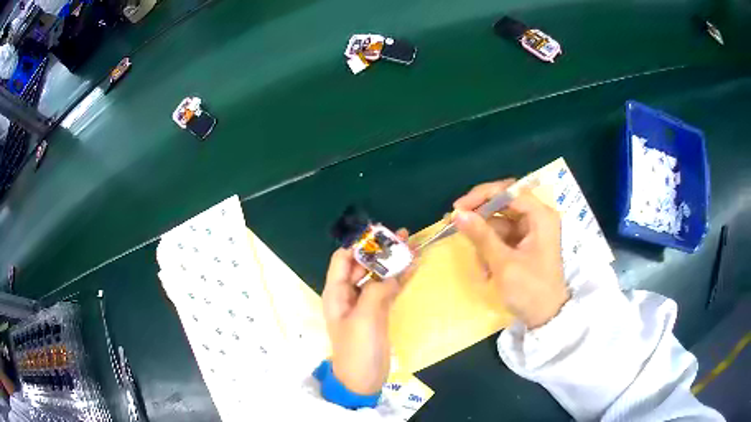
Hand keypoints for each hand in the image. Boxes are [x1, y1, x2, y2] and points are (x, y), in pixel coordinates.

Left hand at [322, 229, 409, 394]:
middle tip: (404, 236)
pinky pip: (389, 289)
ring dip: (393, 262)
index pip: (343, 259)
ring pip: (378, 276)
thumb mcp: (364, 318)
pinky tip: (413, 266)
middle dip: (381, 251)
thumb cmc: (357, 349)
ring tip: (412, 245)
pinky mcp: (378, 312)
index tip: (381, 235)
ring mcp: (365, 303)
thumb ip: (377, 291)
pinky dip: (400, 278)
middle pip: (363, 265)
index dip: (359, 246)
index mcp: (336, 293)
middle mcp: (348, 294)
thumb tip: (392, 271)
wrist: (363, 380)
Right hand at [453, 180, 569, 328]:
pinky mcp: (525, 243)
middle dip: (481, 220)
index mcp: (540, 216)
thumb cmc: (530, 290)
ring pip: (499, 223)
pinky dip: (491, 250)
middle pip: (503, 204)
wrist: (546, 318)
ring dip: (484, 242)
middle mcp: (537, 217)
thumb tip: (457, 214)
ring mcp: (531, 231)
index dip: (482, 196)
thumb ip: (481, 236)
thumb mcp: (504, 263)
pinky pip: (502, 237)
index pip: (508, 191)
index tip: (458, 208)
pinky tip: (487, 271)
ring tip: (481, 268)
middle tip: (457, 227)